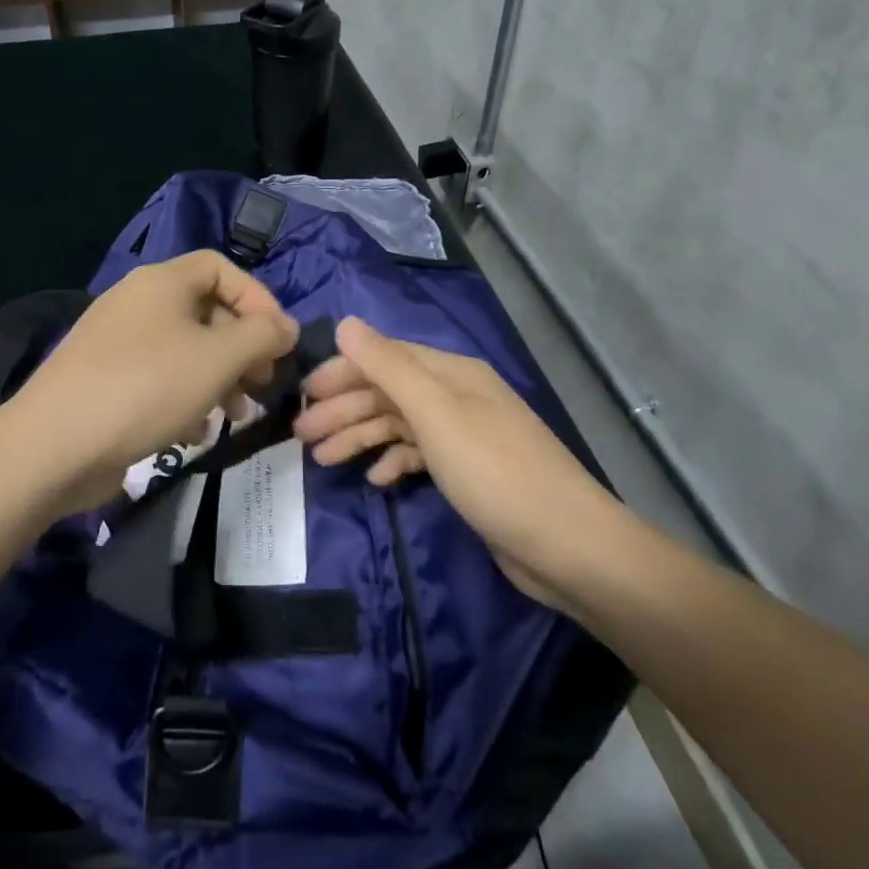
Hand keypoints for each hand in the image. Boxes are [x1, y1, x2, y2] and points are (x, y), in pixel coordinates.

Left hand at [9, 251, 297, 514]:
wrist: (53, 446)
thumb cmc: (146, 388)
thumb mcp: (218, 358)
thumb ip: (262, 336)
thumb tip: (286, 327)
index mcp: (162, 282)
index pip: (221, 268)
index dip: (257, 298)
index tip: (278, 340)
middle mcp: (138, 303)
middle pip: (206, 312)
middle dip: (242, 349)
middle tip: (263, 386)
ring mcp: (117, 343)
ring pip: (186, 351)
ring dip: (219, 380)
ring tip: (235, 416)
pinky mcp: (105, 381)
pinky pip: (159, 379)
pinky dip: (185, 400)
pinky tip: (192, 433)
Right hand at [293, 318, 619, 609]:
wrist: (568, 545)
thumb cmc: (495, 472)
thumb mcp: (436, 414)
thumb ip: (388, 366)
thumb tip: (345, 323)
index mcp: (451, 372)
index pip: (383, 358)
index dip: (340, 373)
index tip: (301, 397)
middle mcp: (456, 395)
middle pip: (387, 391)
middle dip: (342, 409)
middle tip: (300, 436)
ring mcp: (463, 434)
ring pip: (398, 424)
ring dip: (359, 436)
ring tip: (322, 460)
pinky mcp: (468, 470)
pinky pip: (418, 454)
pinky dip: (392, 461)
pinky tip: (375, 479)